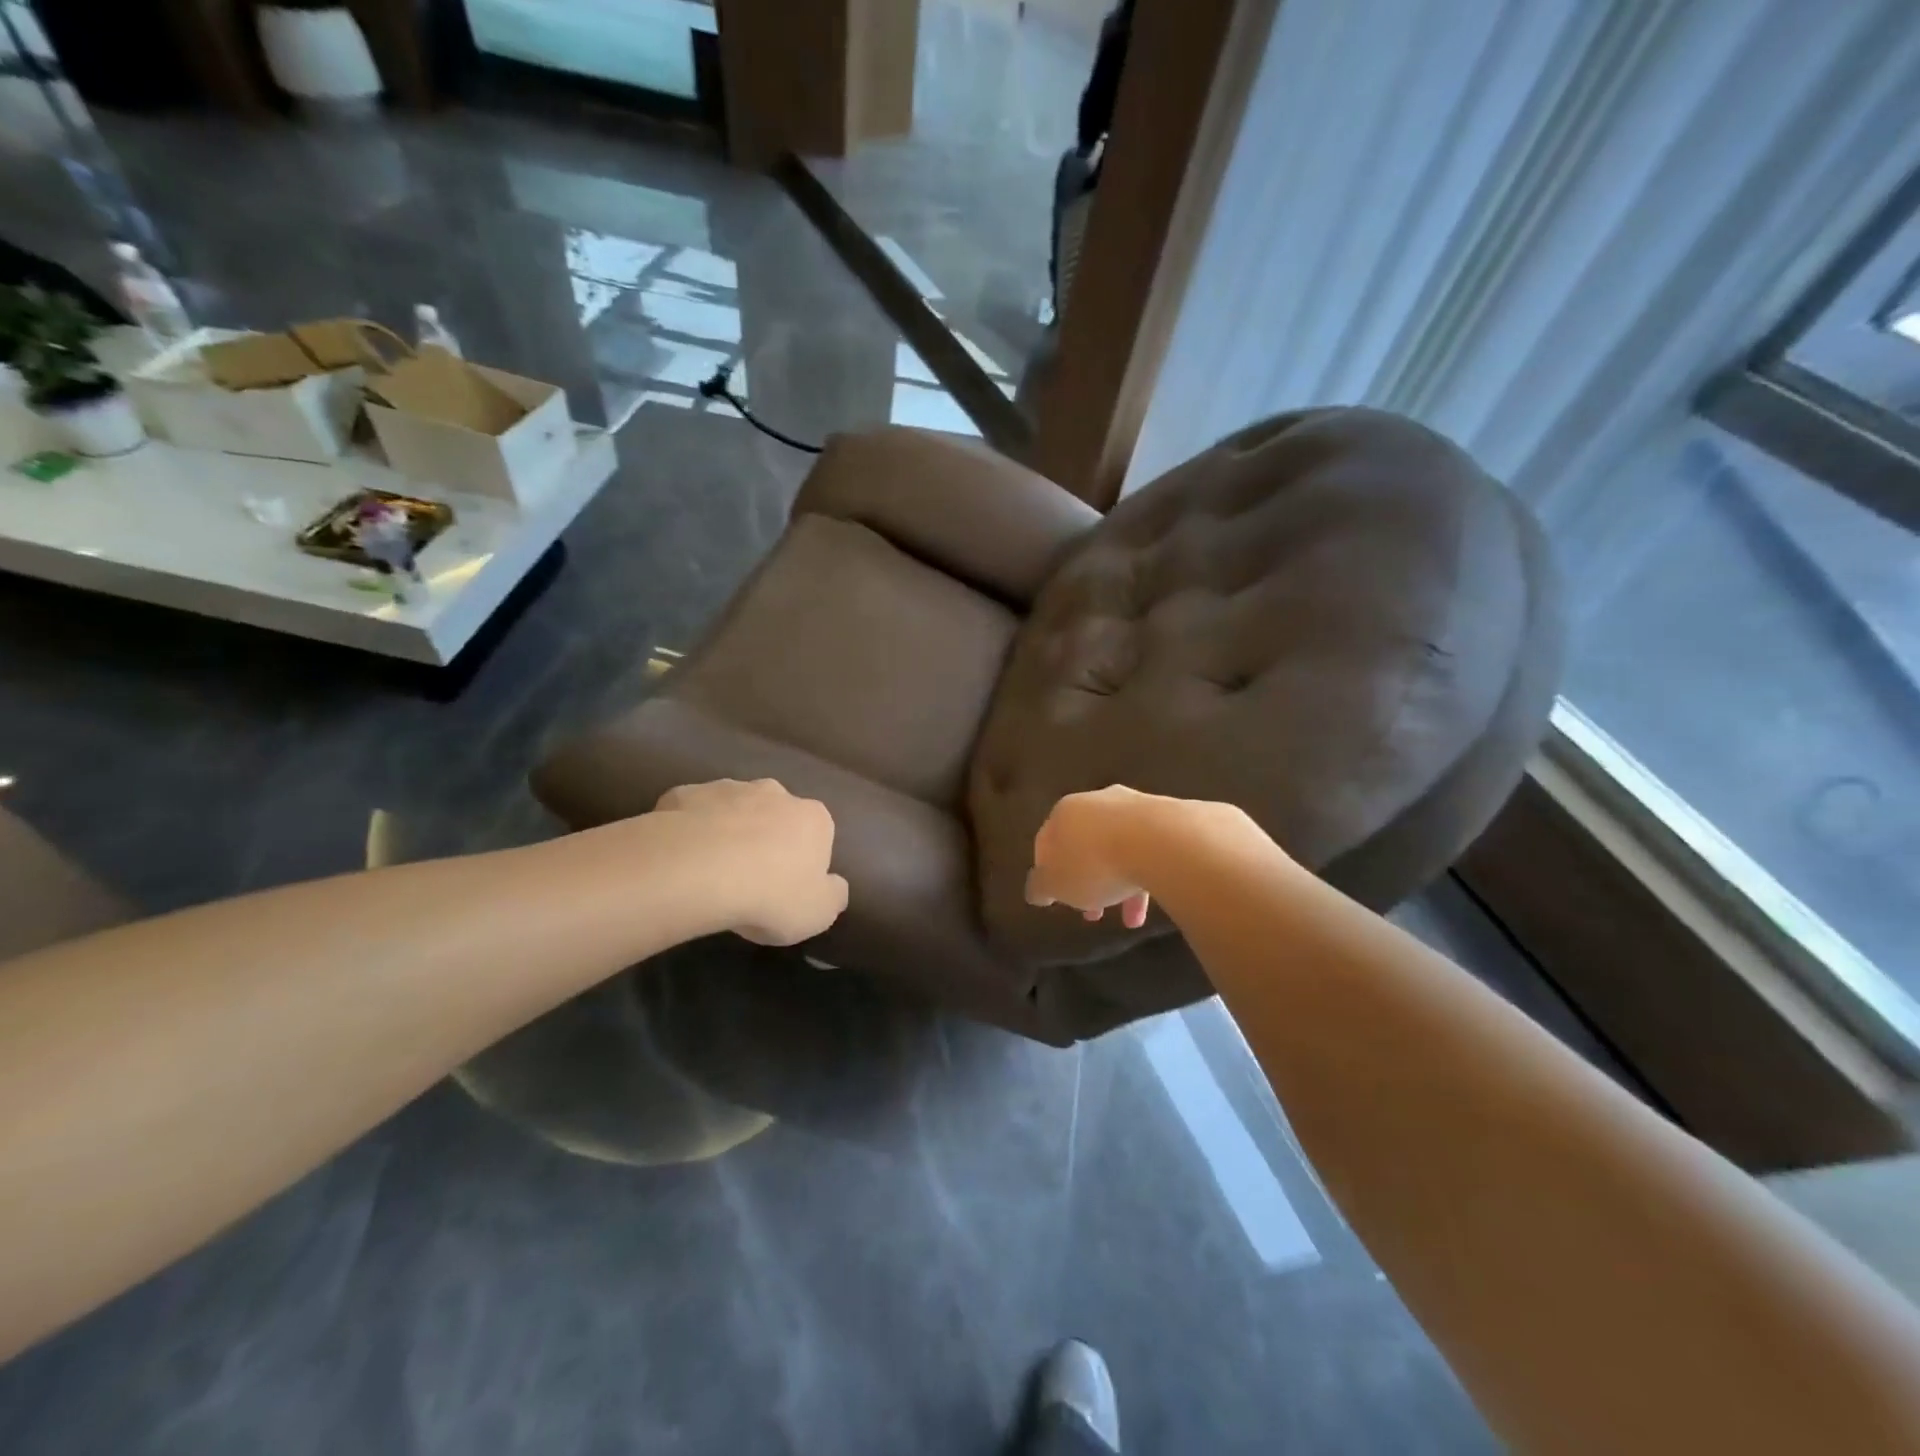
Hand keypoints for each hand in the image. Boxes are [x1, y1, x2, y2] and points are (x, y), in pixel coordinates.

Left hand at [653, 779, 848, 944]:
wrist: (696, 872)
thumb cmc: (770, 894)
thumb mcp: (818, 912)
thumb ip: (833, 895)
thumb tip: (835, 885)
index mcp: (813, 818)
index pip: (818, 834)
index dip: (803, 861)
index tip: (787, 888)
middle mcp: (775, 793)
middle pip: (775, 815)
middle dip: (765, 838)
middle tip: (749, 877)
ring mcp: (727, 788)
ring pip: (732, 809)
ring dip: (727, 831)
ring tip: (710, 870)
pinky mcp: (684, 794)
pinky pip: (691, 812)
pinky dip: (688, 829)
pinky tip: (679, 857)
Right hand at [1025, 785, 1158, 928]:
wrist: (1161, 841)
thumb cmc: (1095, 864)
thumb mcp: (1056, 884)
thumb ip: (1040, 887)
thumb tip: (1035, 890)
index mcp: (1063, 812)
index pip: (1046, 842)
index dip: (1047, 872)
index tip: (1055, 898)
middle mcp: (1096, 801)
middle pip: (1084, 845)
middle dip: (1087, 881)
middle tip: (1092, 913)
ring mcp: (1133, 806)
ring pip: (1118, 849)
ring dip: (1120, 883)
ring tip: (1131, 919)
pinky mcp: (1165, 816)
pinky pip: (1148, 849)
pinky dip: (1146, 873)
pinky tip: (1156, 898)